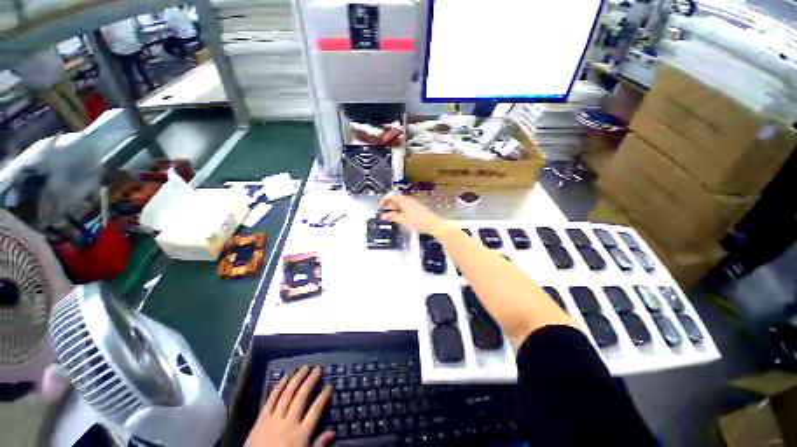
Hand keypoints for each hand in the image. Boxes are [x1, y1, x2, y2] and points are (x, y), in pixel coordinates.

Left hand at [245, 366, 334, 446]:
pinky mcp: (261, 420)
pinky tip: (284, 378)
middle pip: (302, 396)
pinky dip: (277, 388)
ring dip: (296, 379)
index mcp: (301, 433)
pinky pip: (270, 400)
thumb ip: (318, 444)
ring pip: (287, 394)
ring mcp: (274, 419)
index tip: (329, 386)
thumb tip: (333, 431)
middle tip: (317, 369)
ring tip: (304, 367)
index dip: (323, 396)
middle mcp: (289, 422)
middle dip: (310, 381)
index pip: (316, 410)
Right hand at [379, 194, 450, 236]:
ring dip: (394, 207)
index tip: (380, 207)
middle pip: (396, 199)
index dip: (384, 201)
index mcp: (404, 200)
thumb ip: (393, 216)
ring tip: (390, 215)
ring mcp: (413, 203)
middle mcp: (408, 200)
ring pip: (401, 203)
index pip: (391, 197)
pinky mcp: (417, 208)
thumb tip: (383, 215)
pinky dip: (400, 210)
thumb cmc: (419, 221)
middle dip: (388, 204)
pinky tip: (400, 216)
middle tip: (383, 211)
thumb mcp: (403, 219)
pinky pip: (405, 206)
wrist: (433, 224)